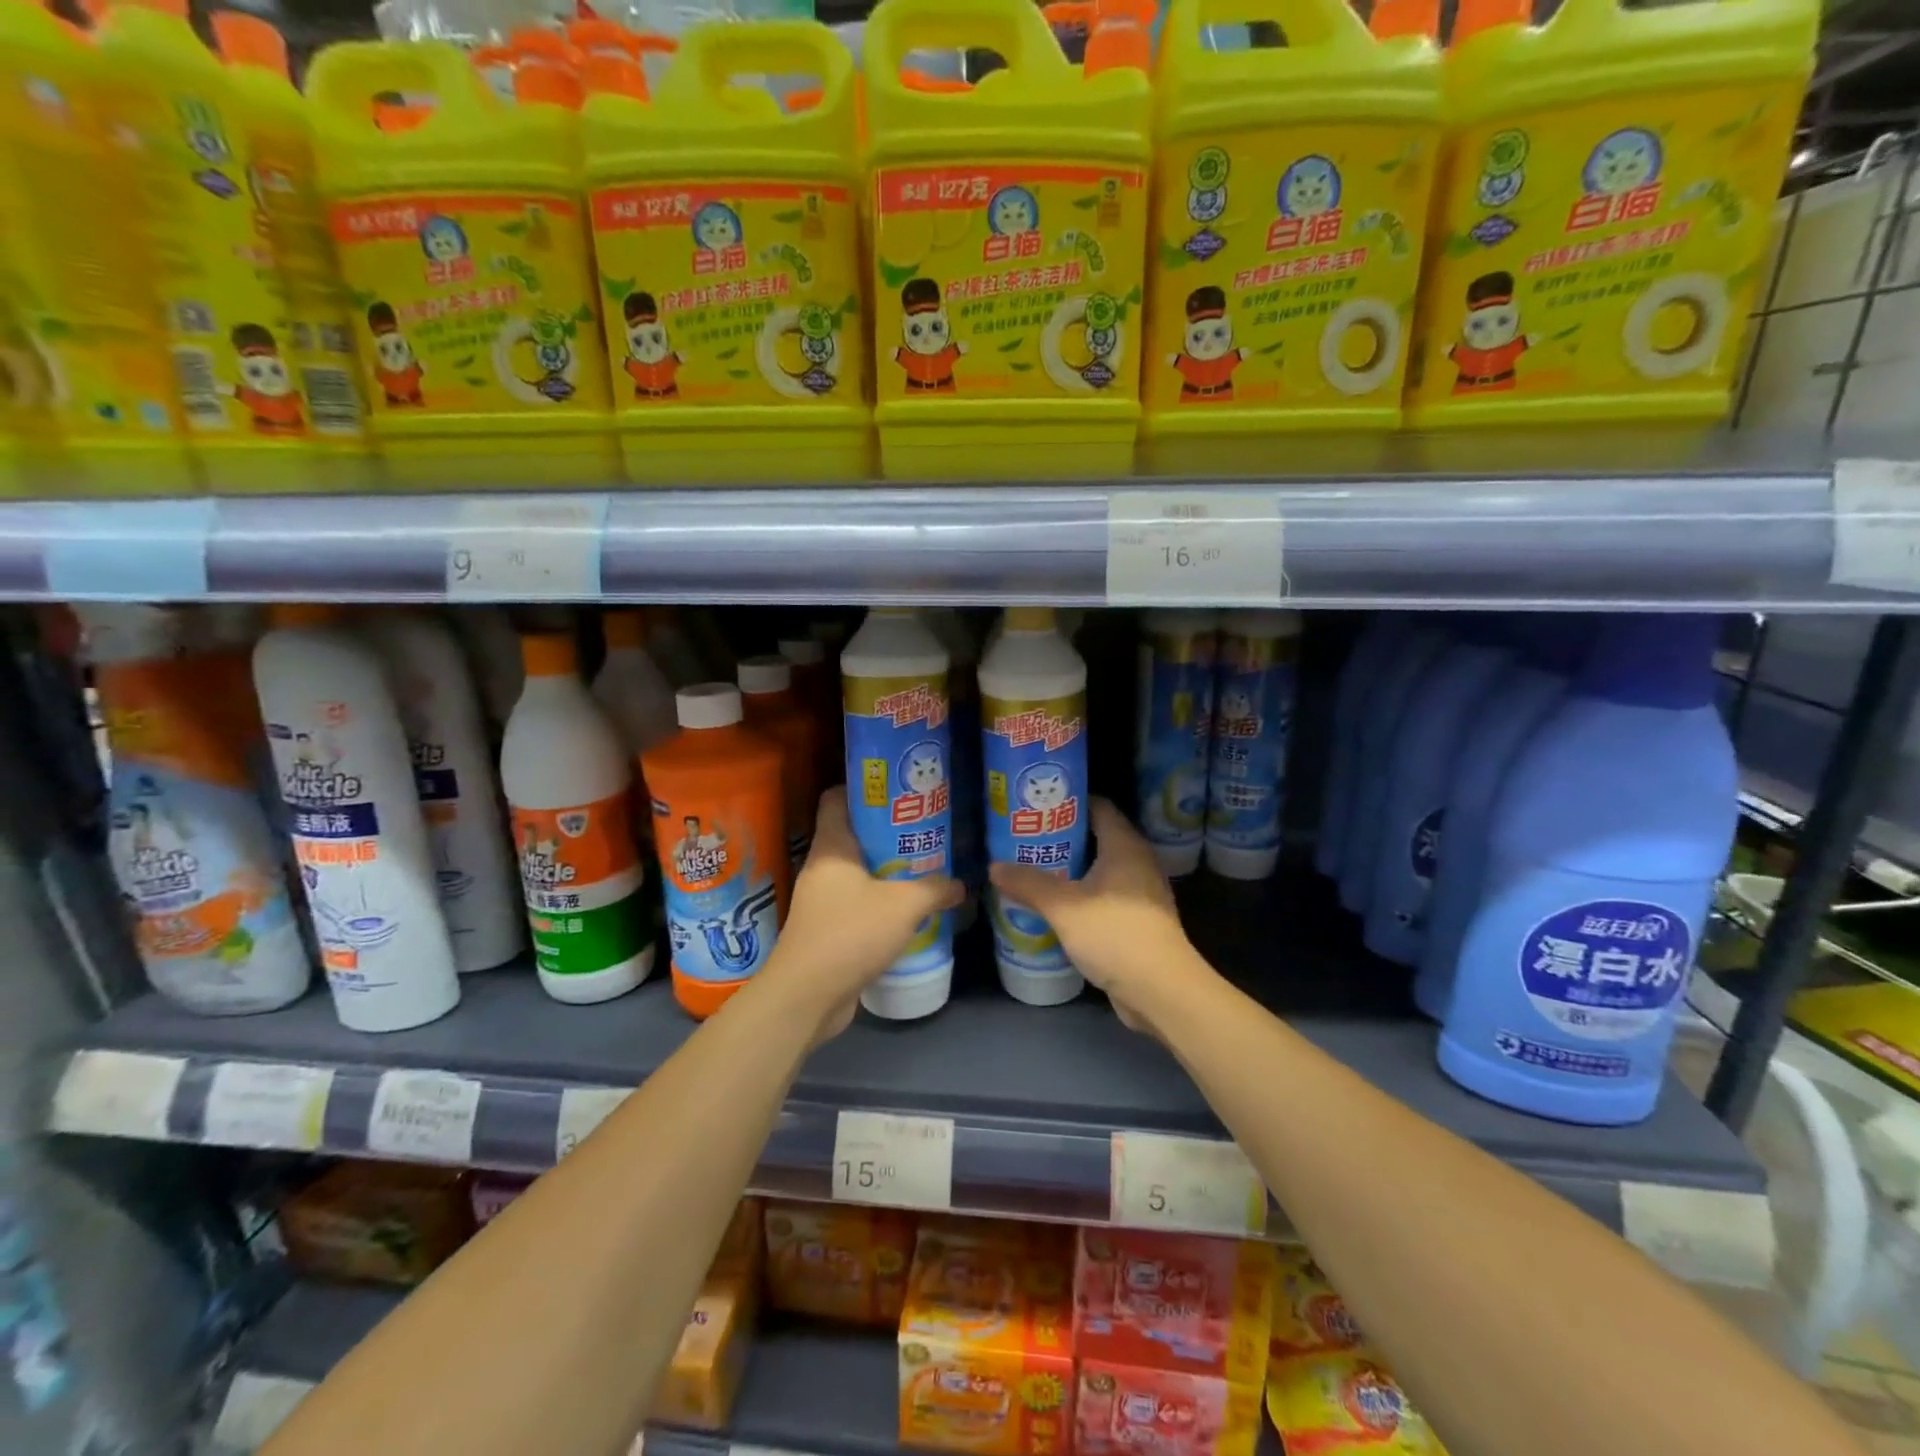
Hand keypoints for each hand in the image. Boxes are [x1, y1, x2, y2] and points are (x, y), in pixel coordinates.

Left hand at [768, 787, 963, 1040]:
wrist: (807, 995)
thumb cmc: (851, 933)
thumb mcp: (904, 905)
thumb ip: (935, 888)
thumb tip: (960, 885)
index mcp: (831, 847)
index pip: (836, 798)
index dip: (864, 788)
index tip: (898, 790)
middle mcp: (821, 867)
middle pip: (853, 835)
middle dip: (888, 832)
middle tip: (925, 831)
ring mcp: (820, 900)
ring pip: (857, 872)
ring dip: (887, 871)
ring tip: (924, 868)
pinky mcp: (826, 930)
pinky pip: (856, 904)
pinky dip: (880, 903)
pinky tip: (909, 911)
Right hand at [988, 799, 1205, 1031]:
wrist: (1160, 990)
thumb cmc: (1115, 934)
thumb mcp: (1063, 906)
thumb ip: (1028, 883)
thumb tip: (994, 866)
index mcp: (1125, 846)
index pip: (1098, 806)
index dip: (1069, 802)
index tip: (1037, 806)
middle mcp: (1138, 862)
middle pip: (1098, 837)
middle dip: (1063, 837)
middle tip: (1027, 838)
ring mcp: (1142, 893)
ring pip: (1101, 869)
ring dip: (1071, 869)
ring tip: (1035, 870)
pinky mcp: (1139, 921)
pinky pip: (1106, 895)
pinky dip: (1083, 895)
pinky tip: (1057, 907)